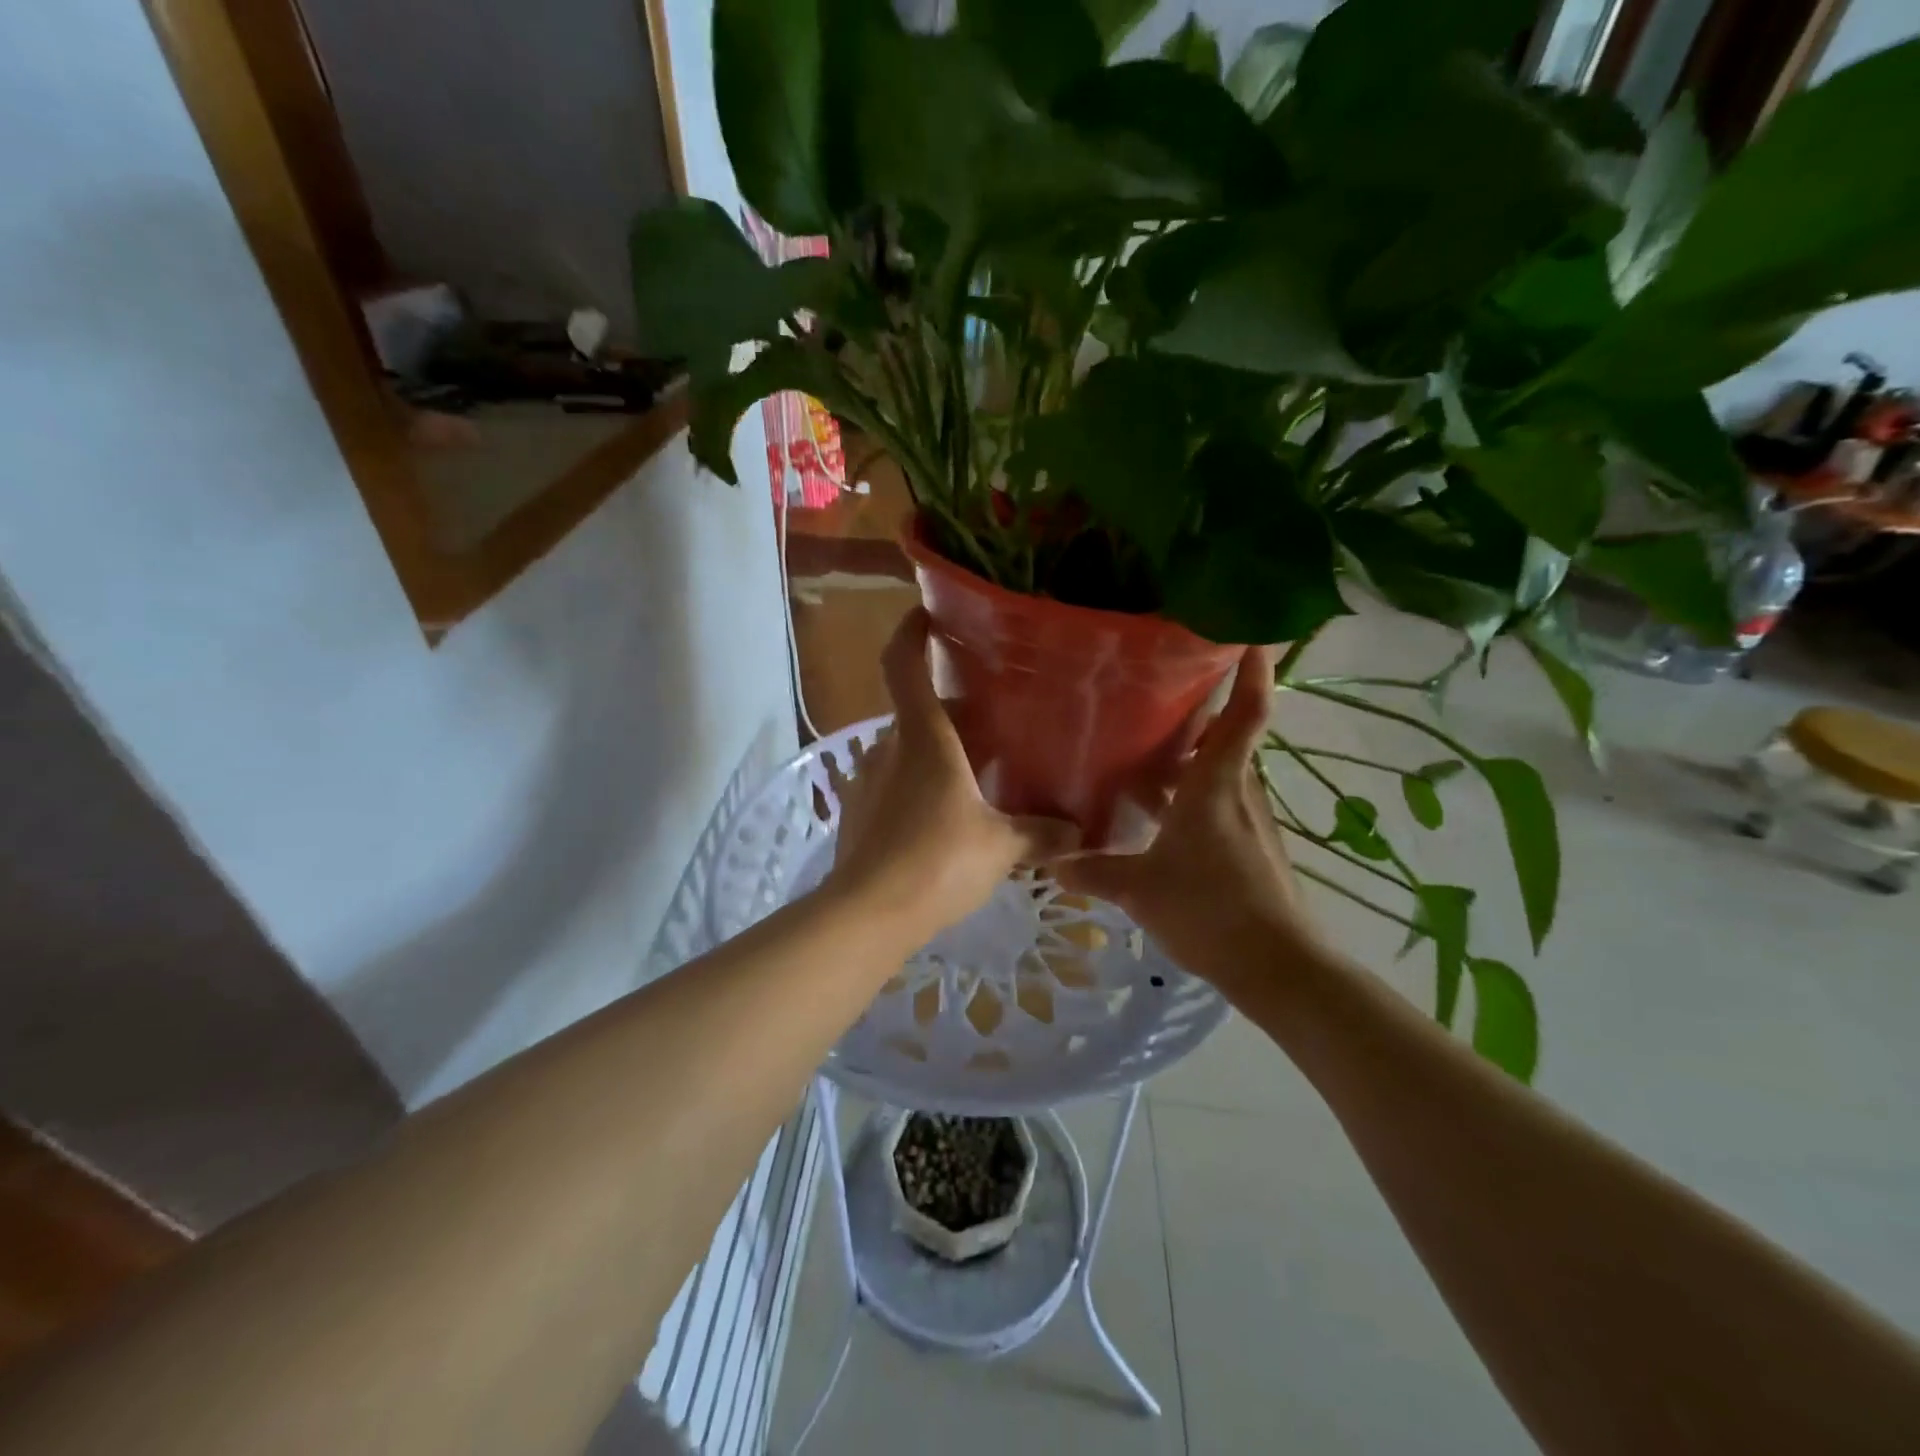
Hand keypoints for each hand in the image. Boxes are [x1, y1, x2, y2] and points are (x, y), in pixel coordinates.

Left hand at [825, 610, 1079, 945]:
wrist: (867, 914)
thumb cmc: (938, 862)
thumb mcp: (1001, 847)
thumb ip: (1041, 834)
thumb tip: (1080, 832)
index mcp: (923, 737)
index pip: (903, 664)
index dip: (911, 632)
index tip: (928, 615)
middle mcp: (888, 747)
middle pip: (917, 709)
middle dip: (952, 710)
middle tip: (993, 721)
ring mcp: (867, 779)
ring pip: (906, 747)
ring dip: (937, 749)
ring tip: (976, 770)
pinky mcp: (858, 812)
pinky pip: (894, 781)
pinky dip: (919, 781)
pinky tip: (946, 814)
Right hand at [1055, 646, 1317, 990]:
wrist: (1275, 965)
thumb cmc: (1209, 909)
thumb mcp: (1140, 888)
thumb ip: (1093, 871)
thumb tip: (1049, 862)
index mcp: (1215, 785)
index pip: (1244, 715)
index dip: (1252, 674)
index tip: (1249, 637)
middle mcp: (1238, 792)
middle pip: (1226, 738)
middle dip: (1198, 716)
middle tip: (1157, 697)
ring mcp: (1249, 820)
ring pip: (1220, 772)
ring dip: (1190, 760)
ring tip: (1145, 754)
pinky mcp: (1252, 846)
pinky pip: (1220, 802)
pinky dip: (1193, 796)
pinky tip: (1160, 816)